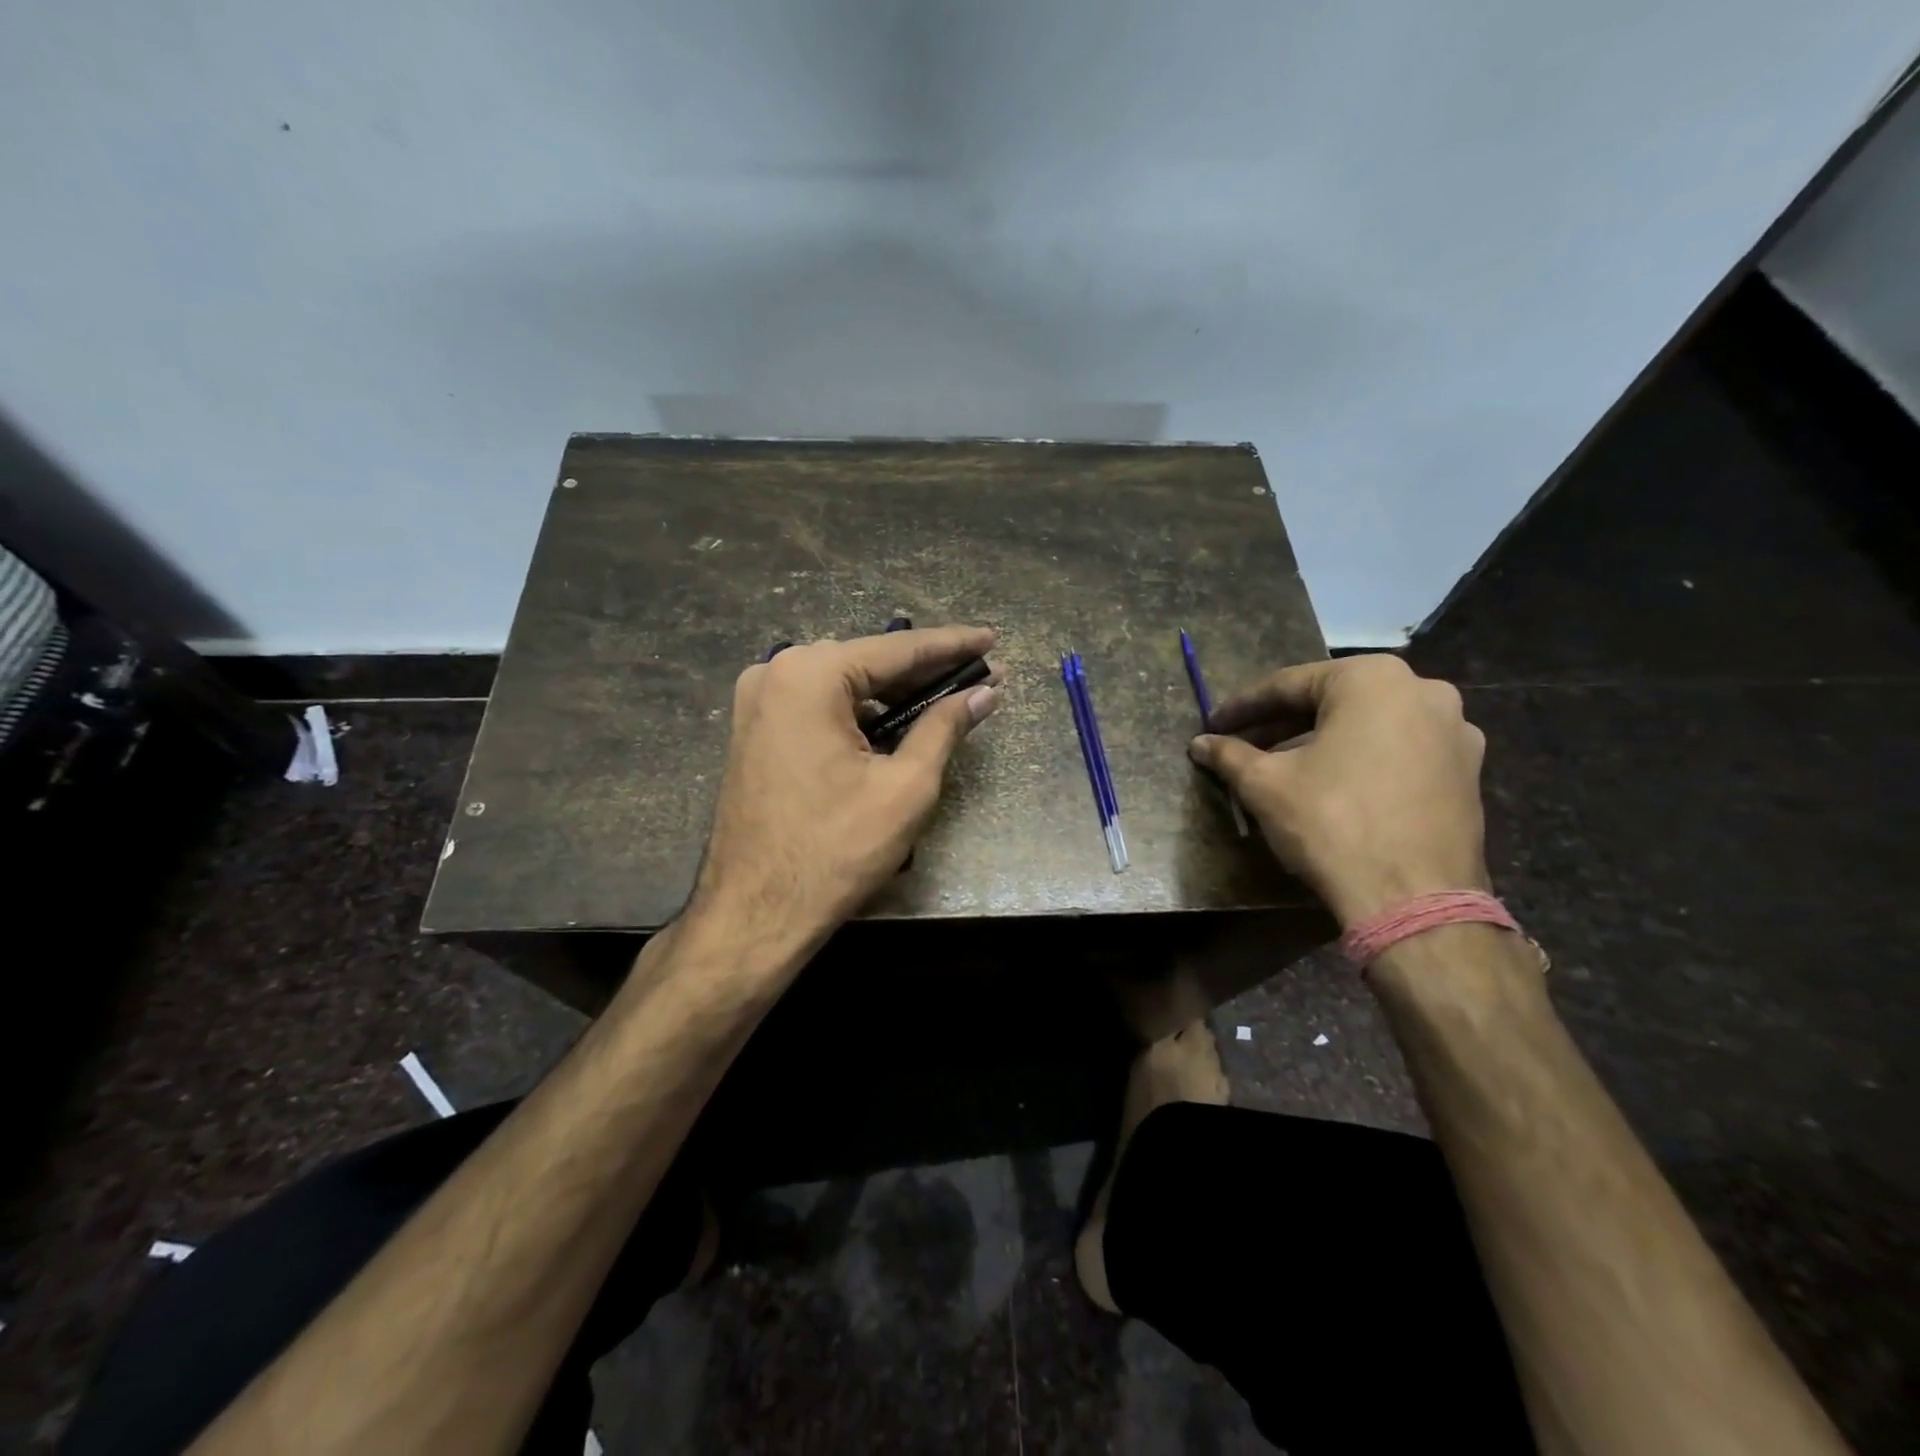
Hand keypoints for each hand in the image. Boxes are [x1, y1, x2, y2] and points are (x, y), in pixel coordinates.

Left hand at [690, 626, 1000, 944]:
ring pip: (845, 685)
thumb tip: (984, 694)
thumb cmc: (835, 850)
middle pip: (868, 662)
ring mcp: (758, 702)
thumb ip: (945, 727)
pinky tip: (899, 722)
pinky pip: (820, 707)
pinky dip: (861, 713)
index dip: (953, 644)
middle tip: (981, 674)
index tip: (993, 638)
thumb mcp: (906, 787)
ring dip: (895, 694)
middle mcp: (775, 673)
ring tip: (949, 698)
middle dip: (926, 671)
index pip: (897, 649)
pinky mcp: (755, 730)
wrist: (755, 912)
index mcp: (809, 675)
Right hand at [1189, 654, 1487, 926]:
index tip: (1213, 726)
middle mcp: (1423, 690)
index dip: (1242, 707)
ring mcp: (1455, 731)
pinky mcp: (1468, 771)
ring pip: (1368, 725)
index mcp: (1373, 679)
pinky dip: (1361, 759)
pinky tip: (1332, 786)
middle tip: (1242, 745)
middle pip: (1332, 702)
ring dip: (1321, 741)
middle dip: (1282, 724)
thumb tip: (1200, 744)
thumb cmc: (1332, 822)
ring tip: (1284, 766)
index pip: (1288, 685)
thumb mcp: (1266, 784)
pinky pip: (1400, 751)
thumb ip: (1229, 755)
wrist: (1413, 898)